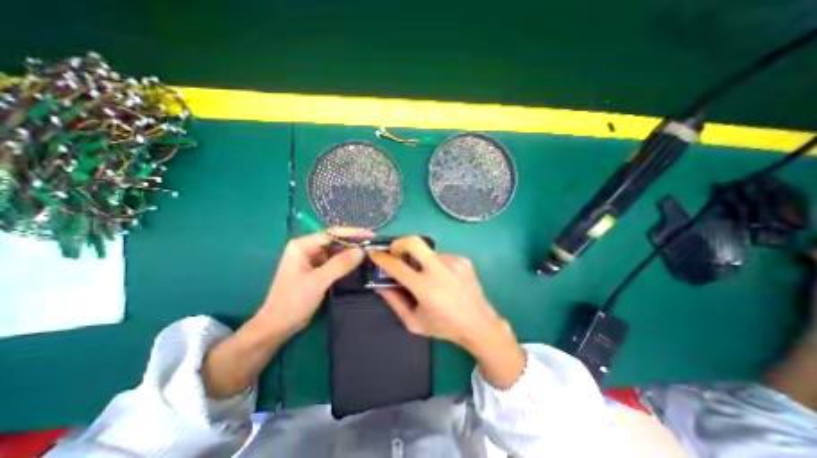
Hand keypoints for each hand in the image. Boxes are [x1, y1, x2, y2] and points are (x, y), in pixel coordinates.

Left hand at [255, 227, 371, 338]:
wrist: (278, 326)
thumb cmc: (293, 301)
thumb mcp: (318, 281)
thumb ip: (340, 264)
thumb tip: (362, 251)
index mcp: (302, 246)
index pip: (331, 234)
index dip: (352, 233)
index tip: (371, 235)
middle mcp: (307, 248)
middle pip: (334, 240)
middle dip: (353, 242)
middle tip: (373, 244)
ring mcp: (312, 259)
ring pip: (336, 251)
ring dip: (351, 252)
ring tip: (370, 252)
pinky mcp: (317, 269)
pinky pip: (335, 261)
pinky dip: (346, 261)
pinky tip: (358, 262)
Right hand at [369, 238, 522, 387]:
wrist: (479, 324)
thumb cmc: (444, 327)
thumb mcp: (414, 322)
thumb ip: (395, 302)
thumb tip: (380, 285)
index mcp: (425, 288)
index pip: (397, 266)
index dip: (381, 258)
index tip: (374, 254)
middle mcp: (440, 270)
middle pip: (414, 242)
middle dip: (399, 243)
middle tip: (395, 251)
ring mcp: (453, 262)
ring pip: (428, 251)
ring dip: (420, 260)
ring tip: (425, 275)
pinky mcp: (463, 260)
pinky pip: (441, 256)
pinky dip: (435, 264)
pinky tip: (442, 278)